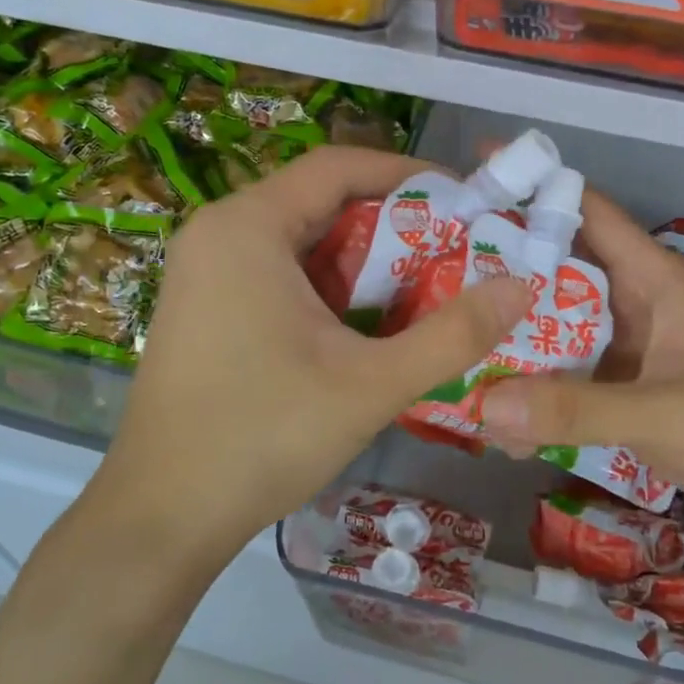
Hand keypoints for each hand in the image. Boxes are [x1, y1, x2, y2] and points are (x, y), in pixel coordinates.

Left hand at [92, 147, 530, 554]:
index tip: (464, 199)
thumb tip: (521, 287)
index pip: (339, 165)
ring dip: (363, 257)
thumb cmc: (263, 437)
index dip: (407, 174)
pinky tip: (367, 322)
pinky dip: (328, 285)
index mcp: (248, 226)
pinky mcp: (205, 306)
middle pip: (321, 200)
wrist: (162, 517)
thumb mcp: (371, 384)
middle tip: (456, 249)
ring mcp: (205, 271)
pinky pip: (278, 272)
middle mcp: (219, 232)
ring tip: (425, 285)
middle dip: (392, 221)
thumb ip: (453, 334)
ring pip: (301, 240)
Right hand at [480, 191, 683, 538]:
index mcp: (652, 279)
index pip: (588, 212)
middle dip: (504, 268)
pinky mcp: (627, 389)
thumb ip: (578, 411)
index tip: (474, 174)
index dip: (535, 187)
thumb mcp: (665, 413)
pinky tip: (496, 411)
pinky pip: (570, 378)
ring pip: (559, 328)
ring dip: (515, 336)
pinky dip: (537, 389)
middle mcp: (635, 304)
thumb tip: (484, 406)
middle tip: (436, 270)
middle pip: (559, 271)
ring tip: (450, 338)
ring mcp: (630, 349)